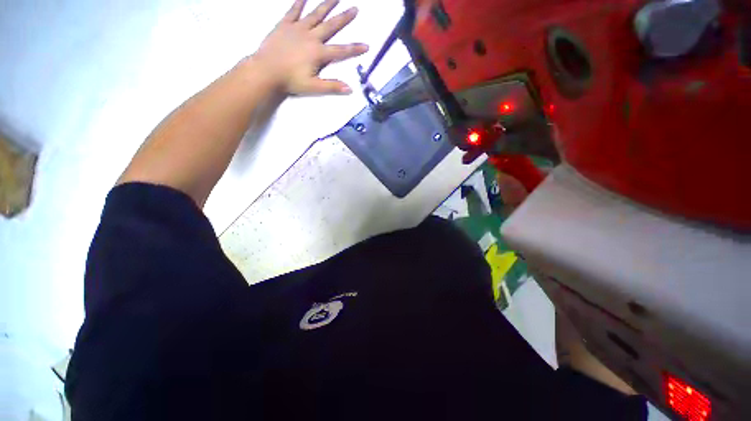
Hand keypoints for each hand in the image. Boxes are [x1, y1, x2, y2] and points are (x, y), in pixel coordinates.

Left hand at [253, 0, 368, 95]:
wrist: (266, 71)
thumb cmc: (290, 81)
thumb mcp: (313, 87)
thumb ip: (332, 87)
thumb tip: (350, 89)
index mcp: (318, 53)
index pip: (341, 51)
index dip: (355, 49)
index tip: (366, 45)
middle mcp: (311, 37)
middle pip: (331, 26)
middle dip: (344, 18)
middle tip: (355, 8)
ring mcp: (297, 28)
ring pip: (315, 14)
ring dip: (326, 5)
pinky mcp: (285, 25)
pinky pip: (293, 11)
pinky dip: (299, 2)